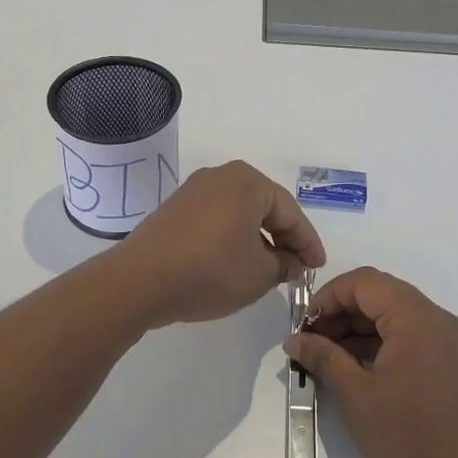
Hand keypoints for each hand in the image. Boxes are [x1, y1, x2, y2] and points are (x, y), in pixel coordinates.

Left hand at [108, 161, 326, 327]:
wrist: (139, 281)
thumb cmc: (210, 271)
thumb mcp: (259, 274)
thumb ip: (284, 264)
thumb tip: (290, 261)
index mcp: (248, 182)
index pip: (290, 212)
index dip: (308, 242)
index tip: (318, 266)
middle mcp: (221, 176)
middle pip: (264, 208)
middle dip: (283, 238)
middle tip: (296, 268)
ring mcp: (194, 191)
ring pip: (239, 214)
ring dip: (257, 240)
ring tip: (268, 270)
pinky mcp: (174, 210)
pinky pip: (216, 220)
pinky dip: (232, 239)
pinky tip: (235, 264)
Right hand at [286, 268, 457, 457]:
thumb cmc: (407, 435)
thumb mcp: (356, 394)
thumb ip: (323, 357)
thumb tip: (294, 340)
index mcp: (415, 316)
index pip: (363, 282)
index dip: (328, 297)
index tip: (305, 327)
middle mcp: (434, 318)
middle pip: (378, 294)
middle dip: (341, 314)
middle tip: (311, 345)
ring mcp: (444, 339)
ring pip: (391, 315)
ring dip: (357, 330)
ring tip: (326, 361)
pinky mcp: (446, 361)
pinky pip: (406, 336)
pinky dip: (377, 344)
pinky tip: (353, 371)